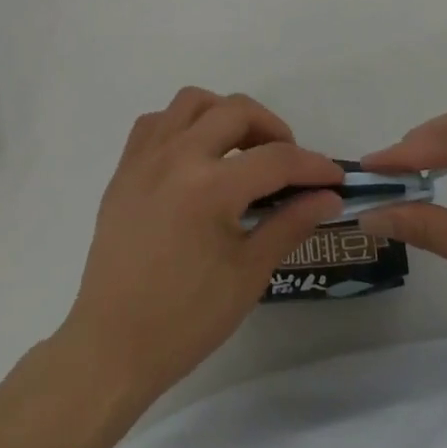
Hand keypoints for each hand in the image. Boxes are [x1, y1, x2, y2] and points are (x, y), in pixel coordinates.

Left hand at [59, 88, 343, 405]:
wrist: (112, 346)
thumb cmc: (185, 320)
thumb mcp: (248, 274)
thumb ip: (289, 224)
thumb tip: (327, 197)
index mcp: (210, 187)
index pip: (276, 159)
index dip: (313, 165)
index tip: (334, 177)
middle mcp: (177, 156)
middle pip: (236, 111)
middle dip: (272, 128)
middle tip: (288, 161)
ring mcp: (146, 157)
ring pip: (193, 102)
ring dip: (225, 114)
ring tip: (241, 149)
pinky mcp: (124, 167)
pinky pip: (157, 121)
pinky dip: (183, 124)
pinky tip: (195, 154)